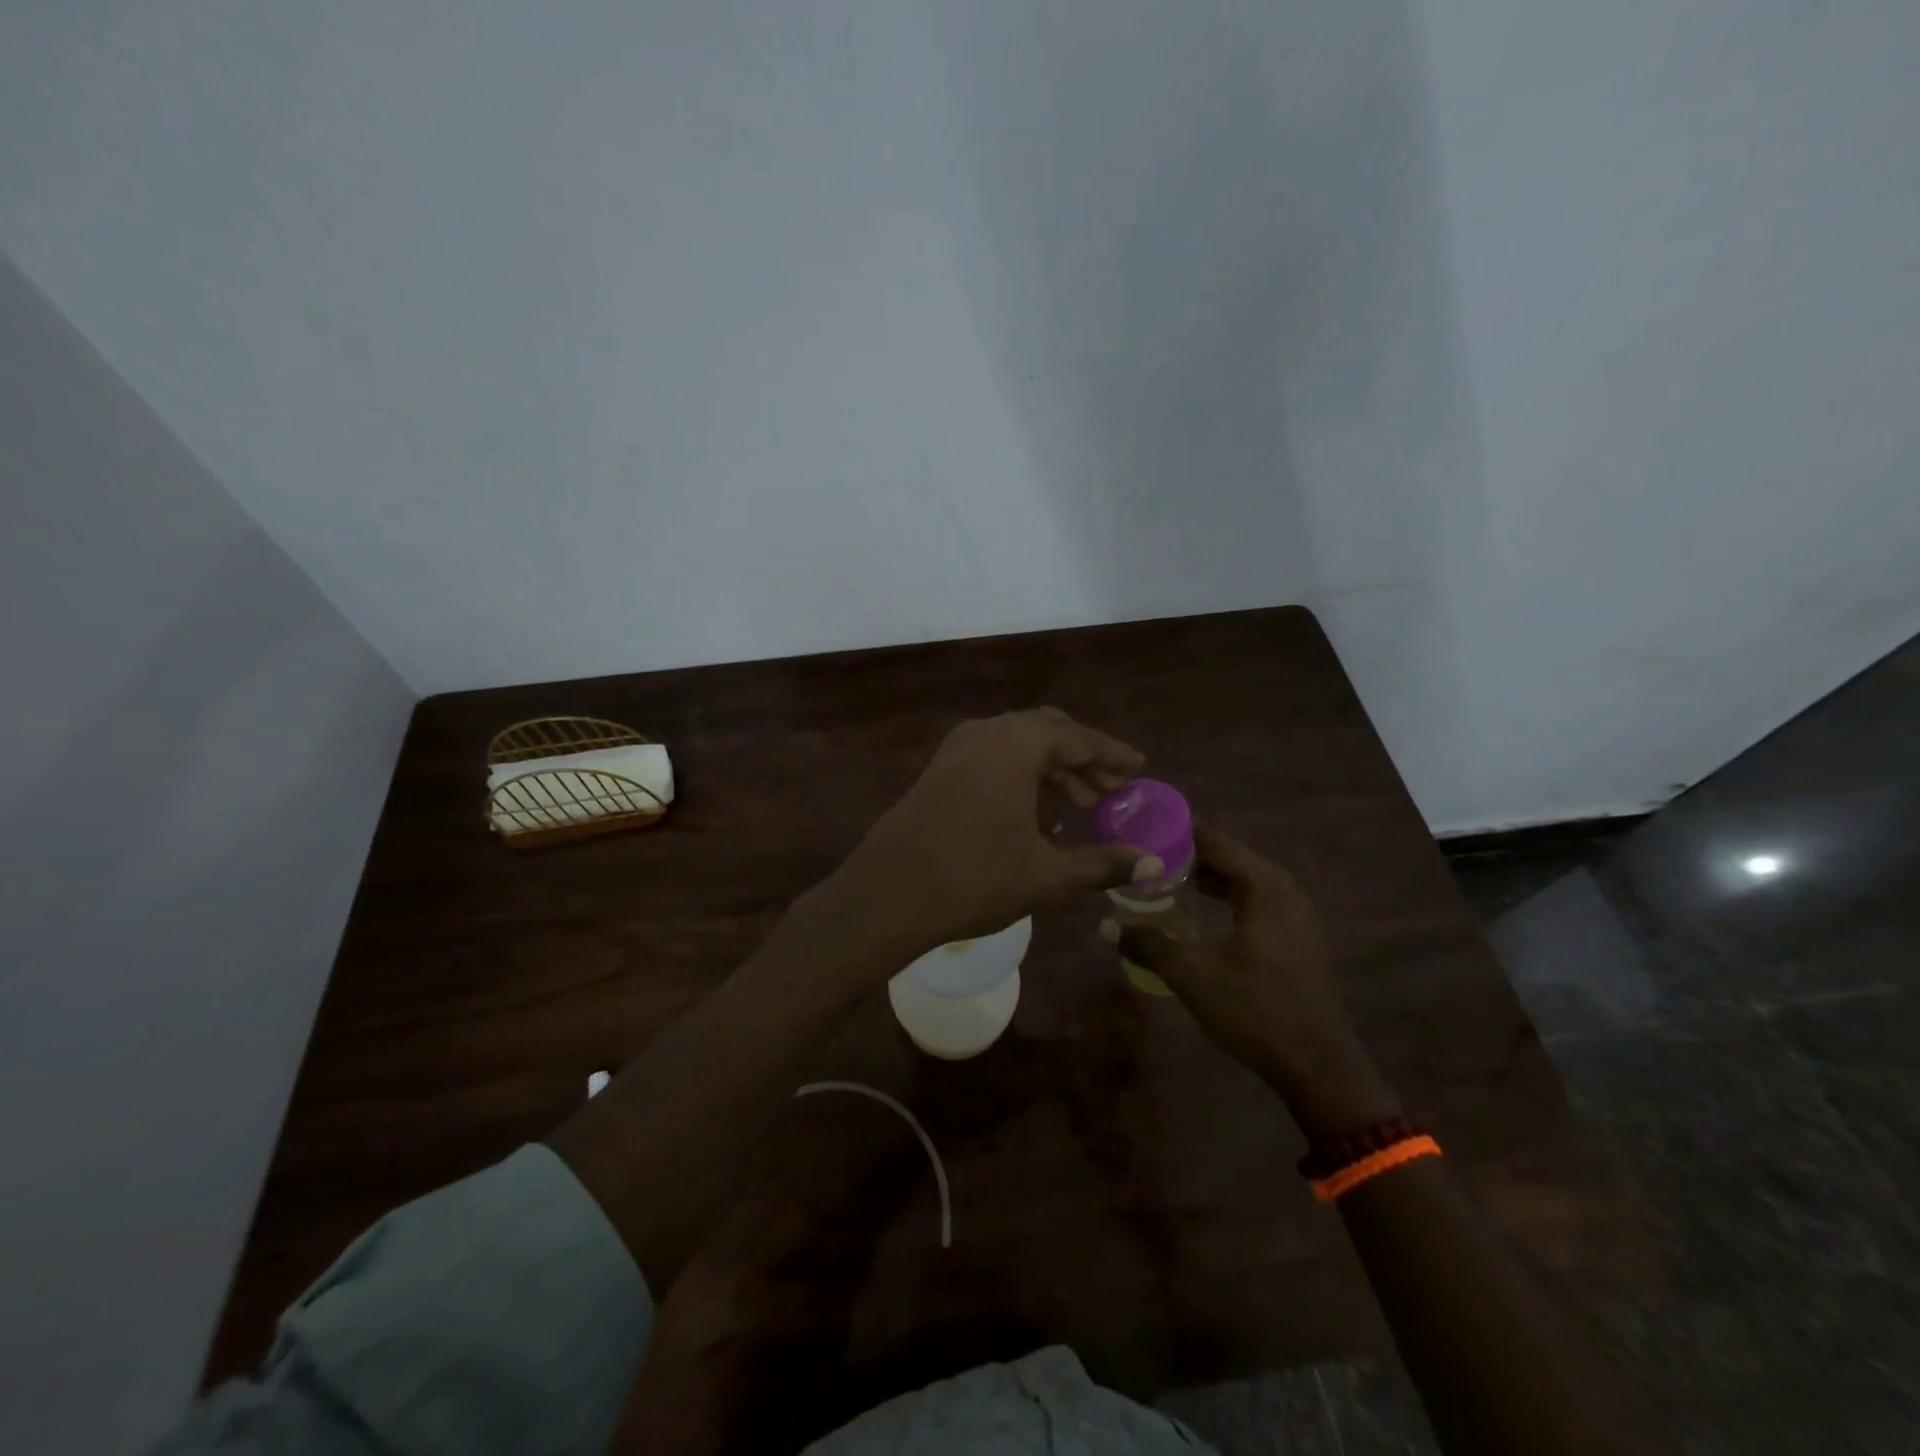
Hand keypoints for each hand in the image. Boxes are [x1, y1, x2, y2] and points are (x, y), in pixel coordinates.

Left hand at [821, 708, 1157, 959]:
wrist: (887, 895)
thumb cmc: (974, 879)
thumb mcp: (1046, 874)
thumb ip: (1103, 863)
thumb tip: (1155, 865)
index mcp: (1017, 744)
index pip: (1079, 739)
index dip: (1113, 756)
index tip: (1140, 769)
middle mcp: (986, 733)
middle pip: (1049, 732)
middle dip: (1084, 760)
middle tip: (1111, 791)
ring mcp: (957, 749)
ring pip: (1018, 744)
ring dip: (1052, 768)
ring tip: (1080, 807)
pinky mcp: (938, 769)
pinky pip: (993, 757)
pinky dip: (1021, 774)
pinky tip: (1034, 814)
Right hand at [1103, 824, 1400, 1133]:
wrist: (1320, 1067)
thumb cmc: (1256, 1010)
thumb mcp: (1193, 975)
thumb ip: (1148, 944)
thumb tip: (1104, 926)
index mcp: (1264, 886)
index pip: (1214, 840)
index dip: (1176, 832)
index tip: (1141, 829)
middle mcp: (1284, 889)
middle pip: (1228, 857)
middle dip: (1186, 856)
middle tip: (1144, 858)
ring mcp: (1296, 914)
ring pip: (1242, 880)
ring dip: (1206, 879)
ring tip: (1163, 883)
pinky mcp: (1297, 937)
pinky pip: (1254, 901)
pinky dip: (1225, 898)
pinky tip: (1199, 915)